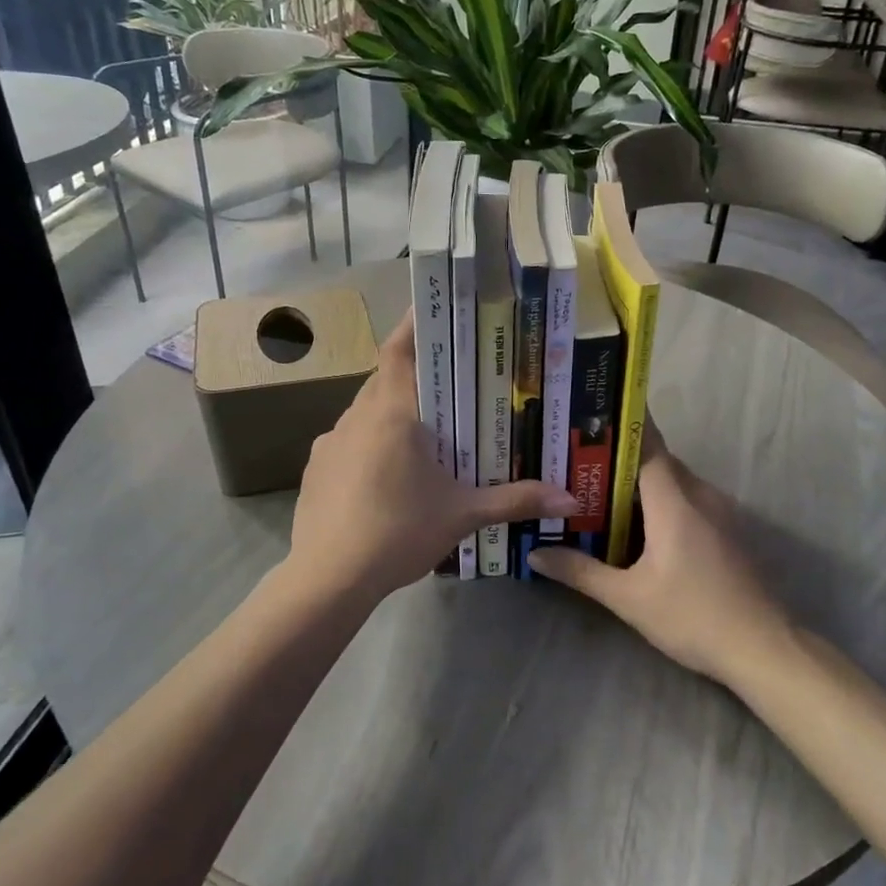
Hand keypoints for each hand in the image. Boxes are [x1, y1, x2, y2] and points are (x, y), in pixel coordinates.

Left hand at [287, 313, 577, 601]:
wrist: (328, 578)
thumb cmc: (399, 532)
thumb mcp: (462, 515)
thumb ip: (515, 500)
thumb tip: (571, 499)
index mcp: (392, 414)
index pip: (399, 350)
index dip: (414, 324)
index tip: (432, 307)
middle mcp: (356, 417)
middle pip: (384, 379)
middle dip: (414, 376)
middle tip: (448, 383)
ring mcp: (329, 442)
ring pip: (365, 411)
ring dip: (391, 412)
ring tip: (423, 433)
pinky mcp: (315, 468)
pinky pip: (348, 440)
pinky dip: (369, 443)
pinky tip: (386, 475)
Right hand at [528, 426, 790, 685]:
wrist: (764, 649)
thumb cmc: (693, 616)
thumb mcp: (628, 598)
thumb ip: (581, 571)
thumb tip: (535, 554)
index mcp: (675, 500)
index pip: (646, 444)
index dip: (620, 425)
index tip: (591, 411)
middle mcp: (700, 495)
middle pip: (657, 461)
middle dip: (619, 459)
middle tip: (578, 461)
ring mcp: (720, 511)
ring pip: (674, 482)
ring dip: (641, 483)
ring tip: (598, 490)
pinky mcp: (729, 530)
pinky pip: (689, 500)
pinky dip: (662, 501)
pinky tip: (638, 524)